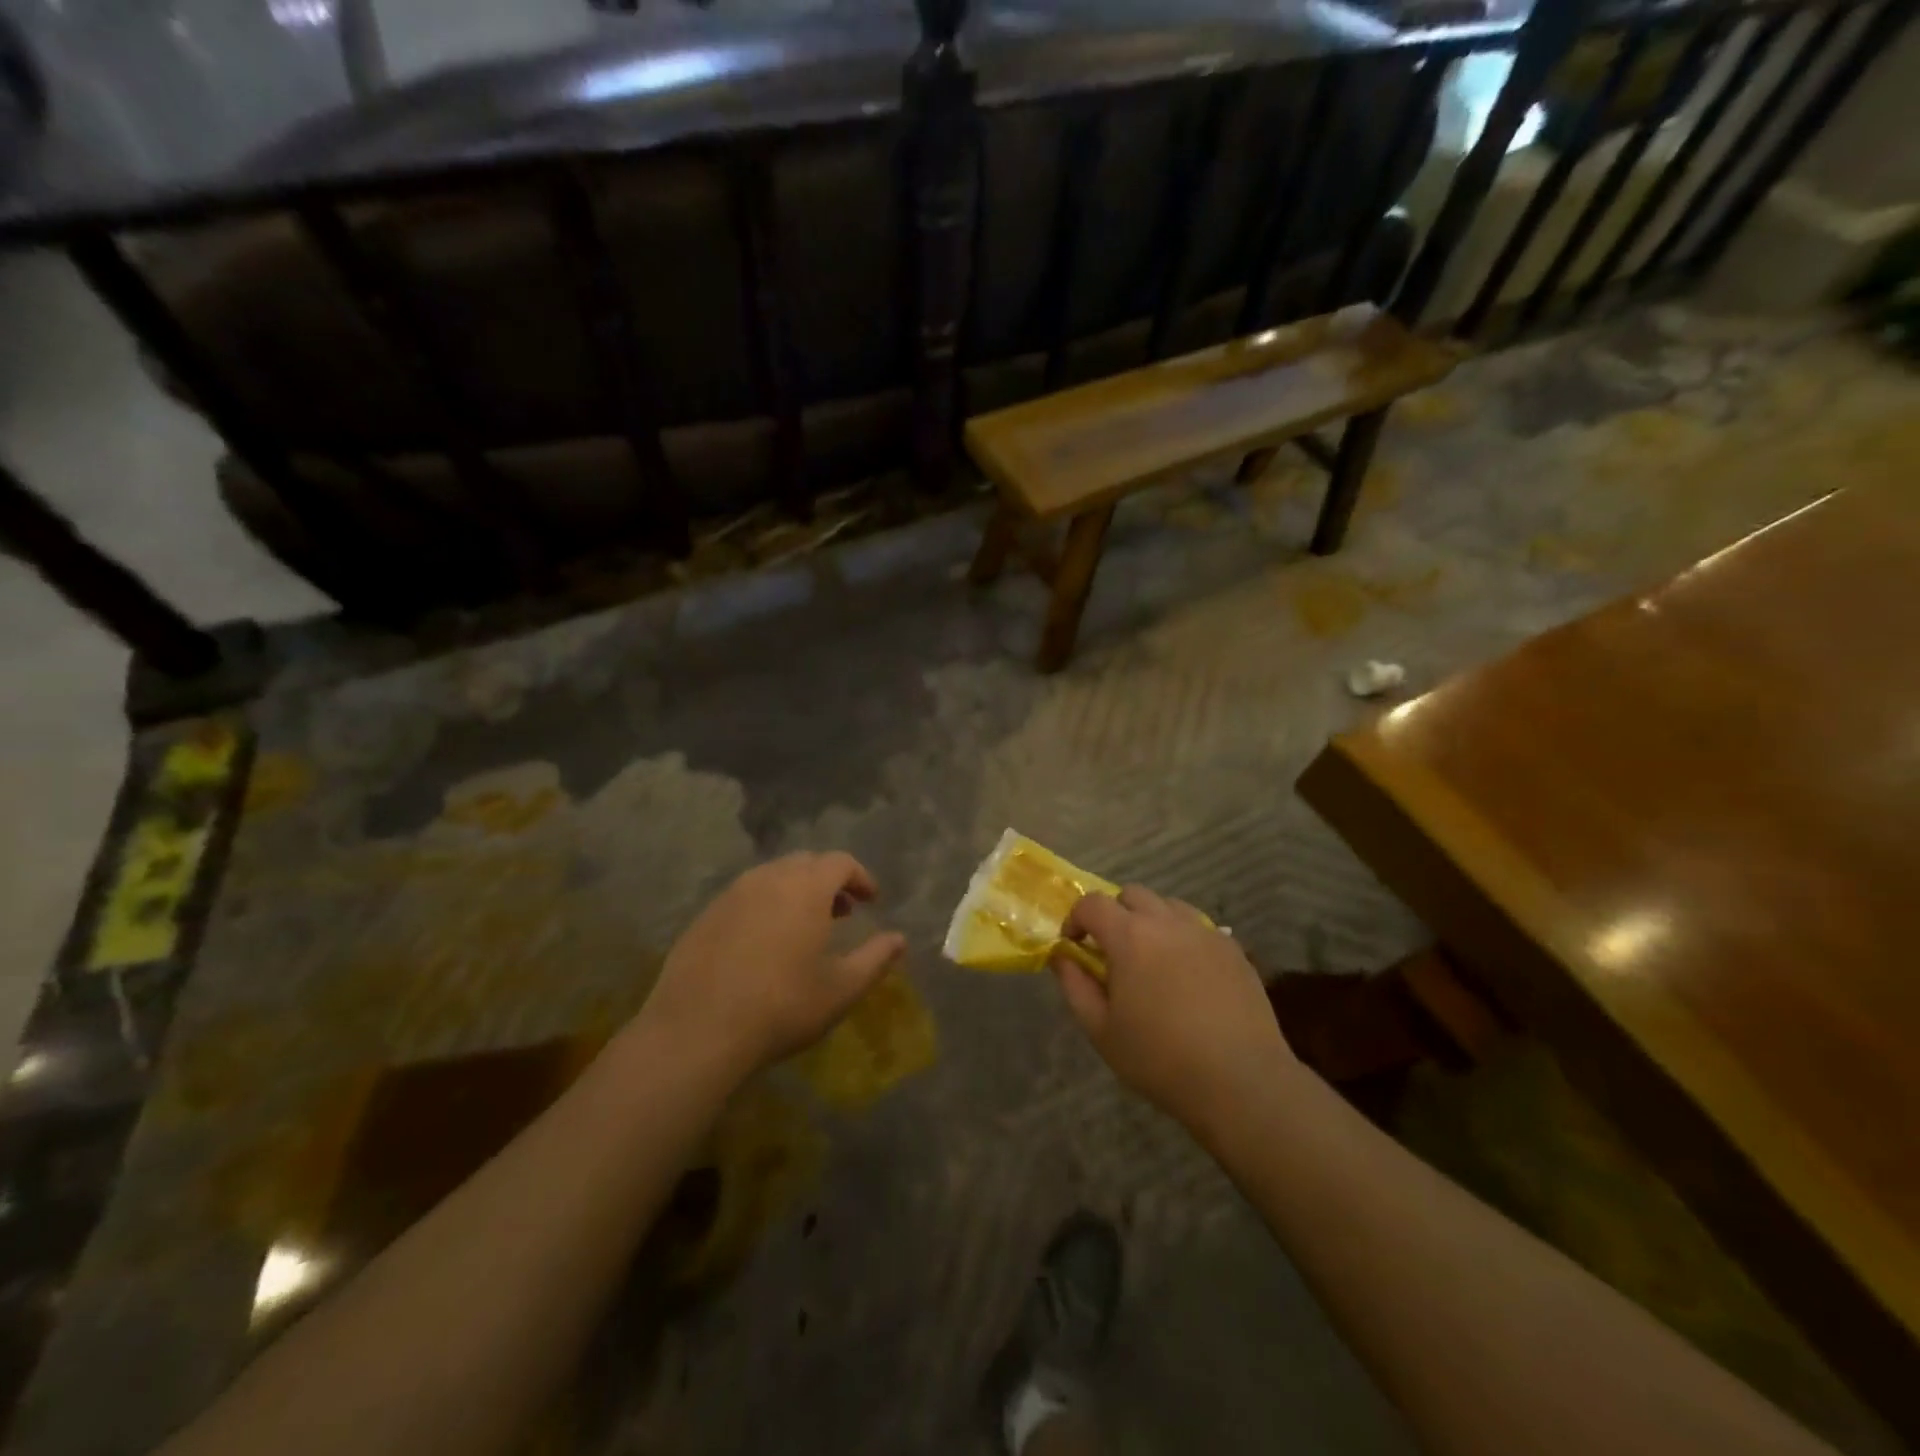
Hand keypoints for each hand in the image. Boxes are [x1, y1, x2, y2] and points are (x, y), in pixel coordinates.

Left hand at [640, 852, 906, 1081]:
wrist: (698, 1031)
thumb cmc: (782, 1006)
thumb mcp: (841, 989)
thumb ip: (876, 958)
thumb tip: (900, 939)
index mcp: (806, 888)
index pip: (840, 862)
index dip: (860, 877)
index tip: (871, 900)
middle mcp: (768, 879)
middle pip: (806, 863)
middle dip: (828, 881)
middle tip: (841, 912)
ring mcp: (731, 895)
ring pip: (772, 877)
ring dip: (795, 891)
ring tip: (803, 927)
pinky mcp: (705, 916)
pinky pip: (744, 896)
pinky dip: (764, 906)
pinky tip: (763, 943)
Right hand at [1051, 885, 1296, 1133]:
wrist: (1240, 1081)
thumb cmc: (1160, 1059)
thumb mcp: (1101, 1030)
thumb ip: (1075, 986)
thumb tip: (1063, 956)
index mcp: (1130, 937)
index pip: (1092, 903)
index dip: (1076, 918)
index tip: (1075, 946)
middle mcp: (1167, 922)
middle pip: (1132, 894)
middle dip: (1114, 914)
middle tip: (1113, 952)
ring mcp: (1205, 932)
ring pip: (1168, 906)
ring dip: (1151, 921)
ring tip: (1152, 960)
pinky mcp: (1233, 949)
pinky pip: (1199, 928)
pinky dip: (1183, 938)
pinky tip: (1187, 976)